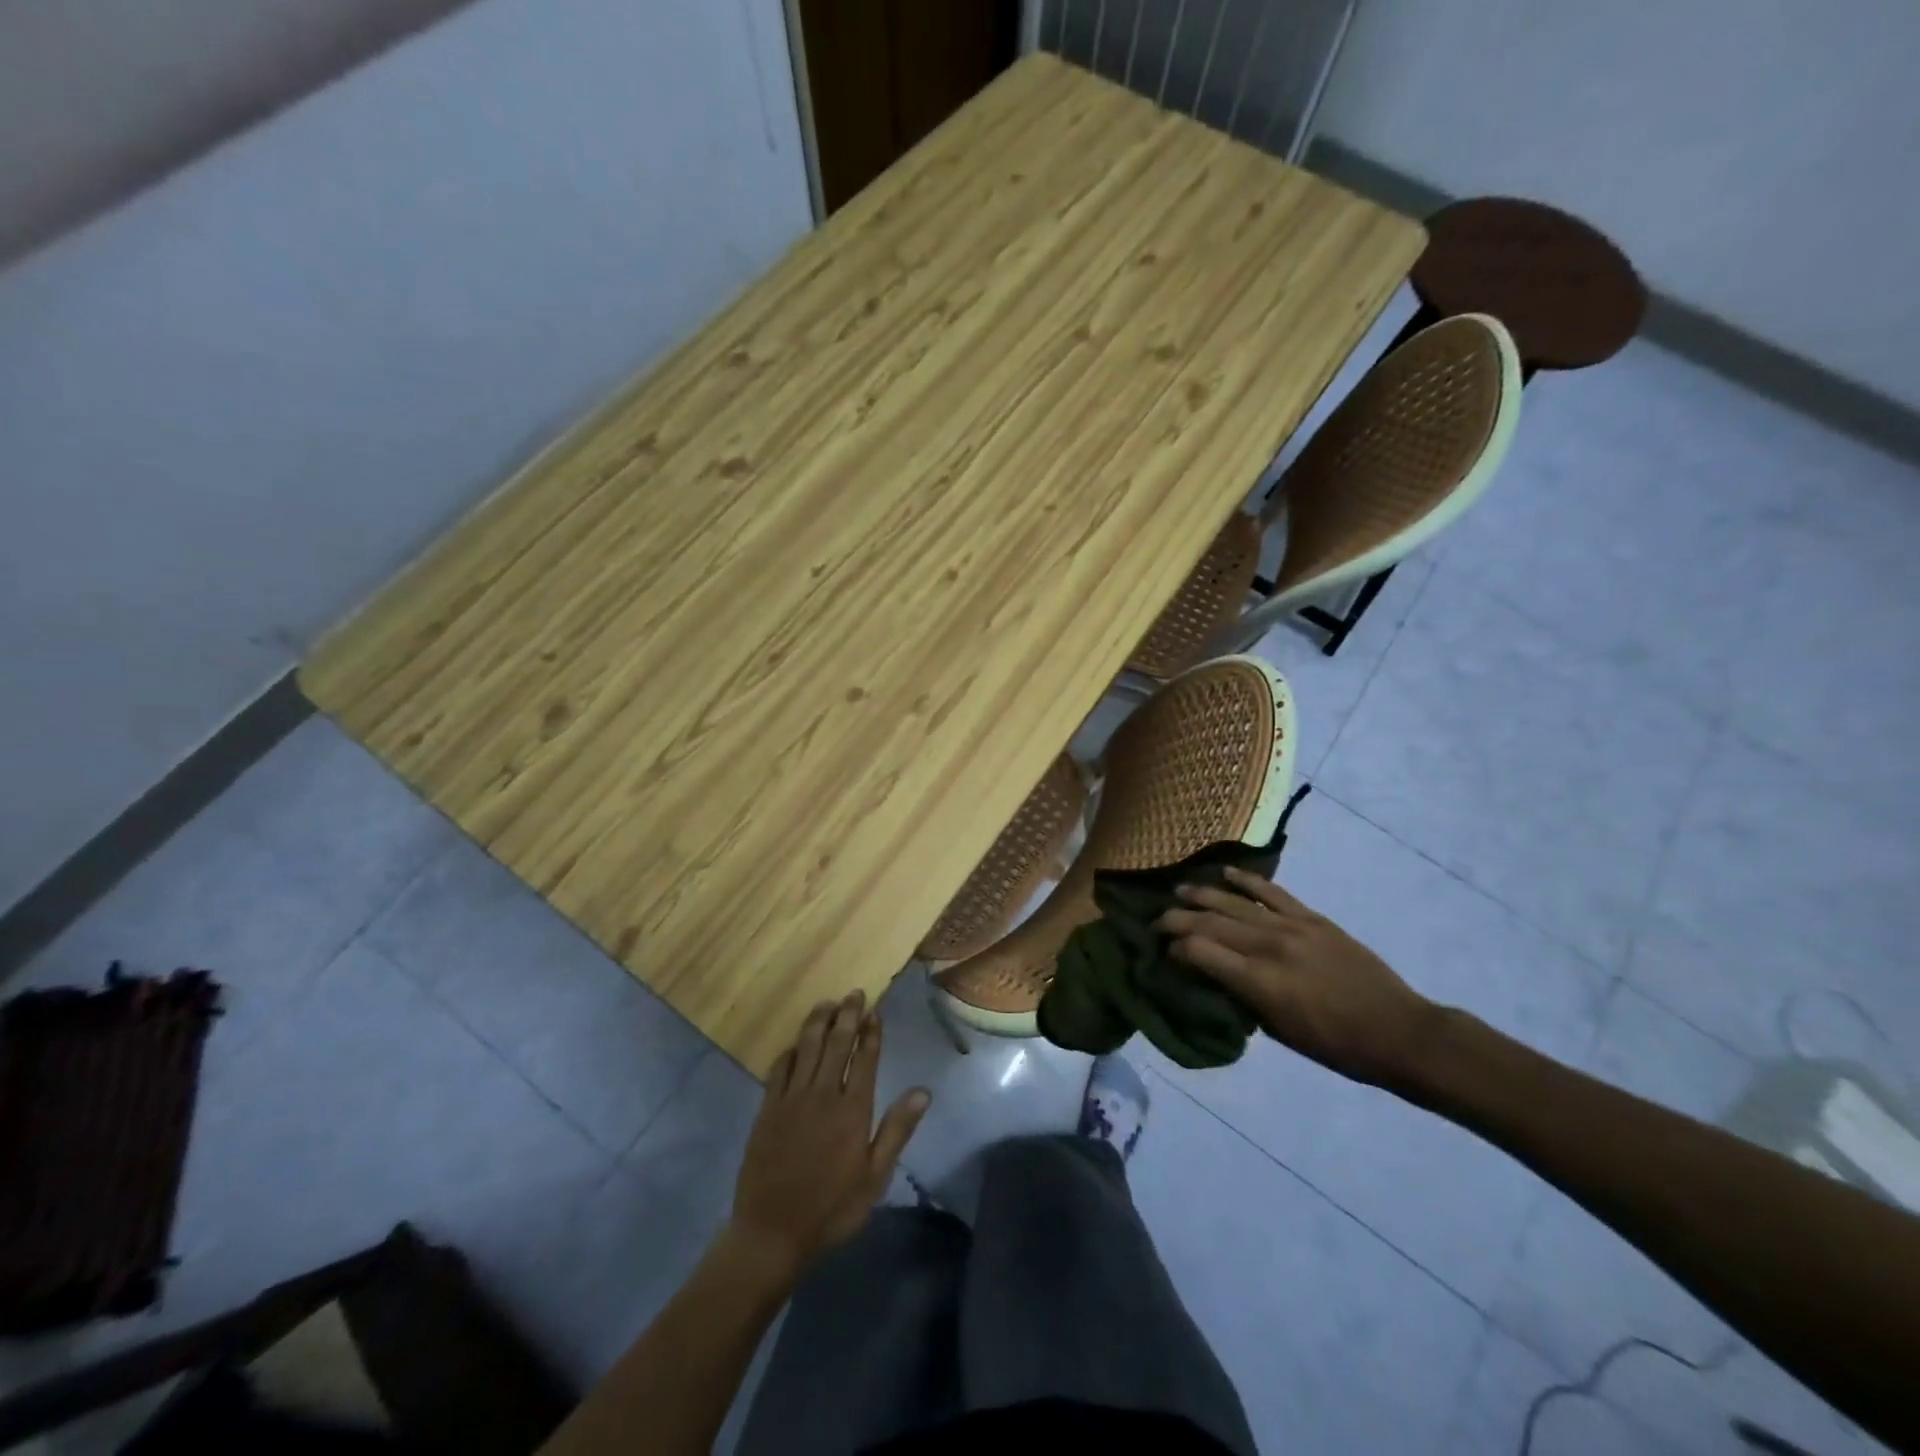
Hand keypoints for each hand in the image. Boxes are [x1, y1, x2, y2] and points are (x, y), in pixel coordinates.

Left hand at [728, 991, 930, 1281]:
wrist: (771, 1233)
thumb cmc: (831, 1209)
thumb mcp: (874, 1177)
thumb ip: (897, 1130)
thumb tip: (923, 1091)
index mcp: (853, 1110)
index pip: (865, 1058)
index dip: (870, 1032)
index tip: (874, 1011)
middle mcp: (823, 1094)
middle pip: (836, 1043)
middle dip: (847, 1015)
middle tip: (853, 993)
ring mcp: (791, 1099)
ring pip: (807, 1048)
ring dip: (818, 1022)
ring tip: (826, 1003)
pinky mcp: (767, 1109)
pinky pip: (779, 1069)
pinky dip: (790, 1051)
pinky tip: (796, 1044)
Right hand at [1158, 867, 1439, 1088]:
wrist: (1399, 1032)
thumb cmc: (1336, 1046)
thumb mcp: (1279, 1032)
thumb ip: (1242, 998)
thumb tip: (1213, 975)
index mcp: (1259, 982)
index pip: (1199, 952)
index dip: (1175, 948)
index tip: (1164, 952)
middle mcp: (1269, 947)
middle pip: (1210, 923)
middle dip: (1177, 919)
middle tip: (1157, 920)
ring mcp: (1292, 927)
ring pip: (1234, 902)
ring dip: (1202, 895)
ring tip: (1179, 891)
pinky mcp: (1312, 918)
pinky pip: (1272, 892)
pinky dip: (1247, 880)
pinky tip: (1226, 873)